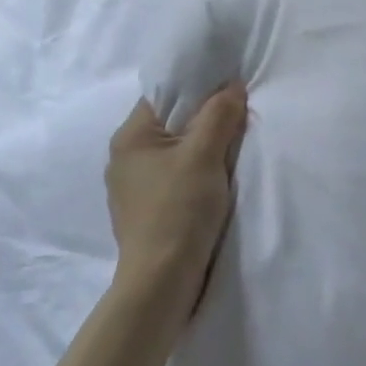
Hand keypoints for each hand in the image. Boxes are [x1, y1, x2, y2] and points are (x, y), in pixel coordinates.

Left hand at [106, 85, 246, 305]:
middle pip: (173, 121)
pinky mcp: (148, 209)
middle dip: (206, 118)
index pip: (165, 94)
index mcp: (131, 137)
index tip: (230, 88)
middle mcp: (126, 157)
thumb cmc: (179, 210)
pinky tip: (218, 179)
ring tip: (233, 147)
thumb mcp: (204, 155)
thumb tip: (232, 85)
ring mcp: (135, 186)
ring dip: (204, 146)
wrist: (162, 281)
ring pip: (177, 150)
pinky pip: (177, 175)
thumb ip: (219, 115)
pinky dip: (198, 171)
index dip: (198, 87)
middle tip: (239, 117)